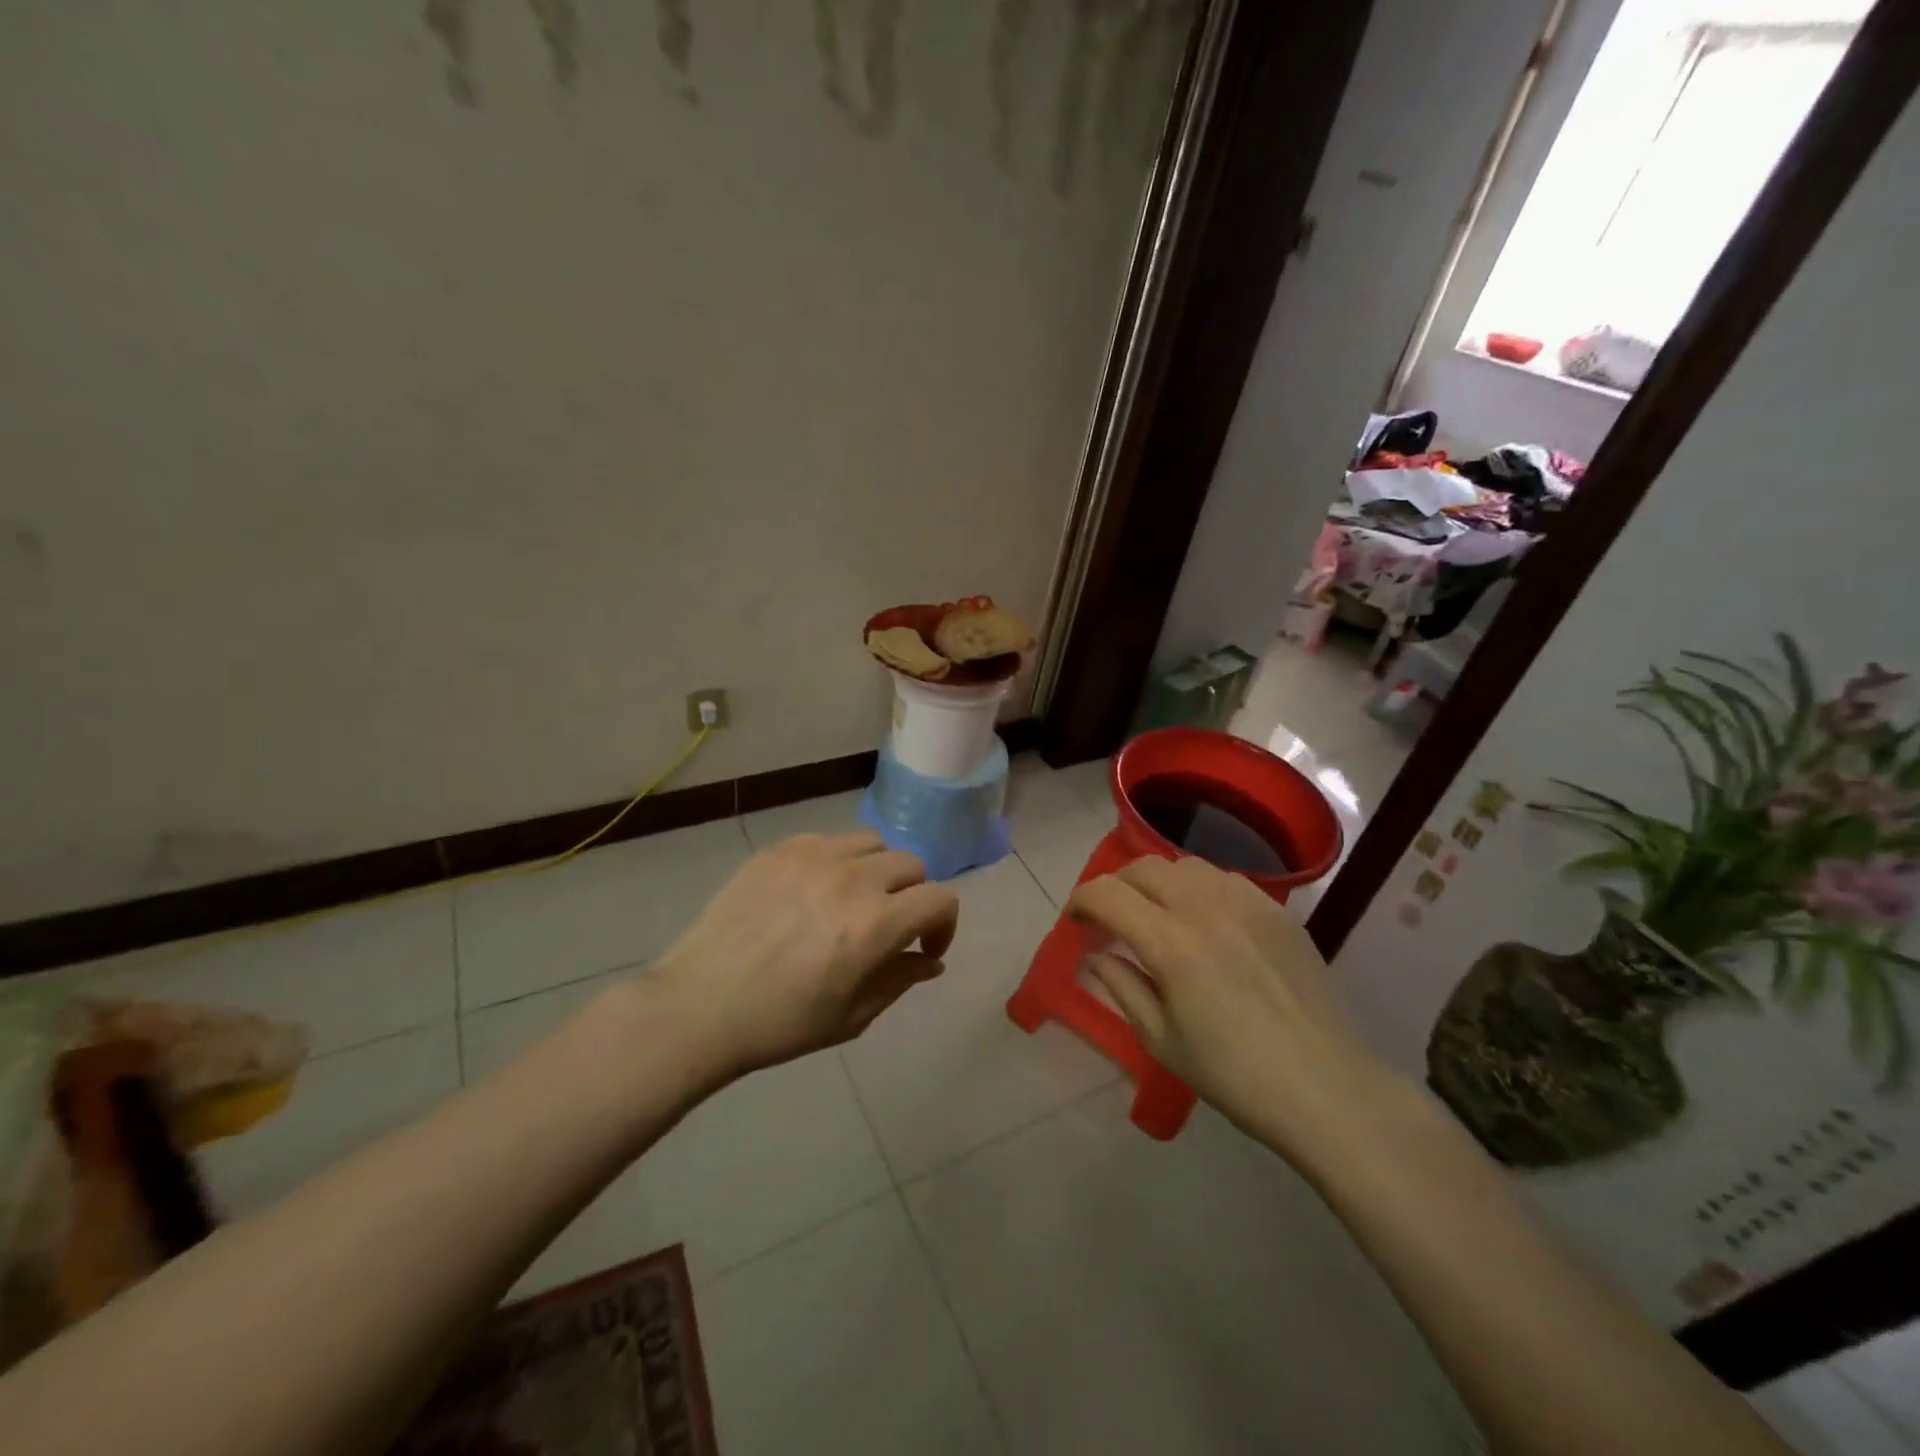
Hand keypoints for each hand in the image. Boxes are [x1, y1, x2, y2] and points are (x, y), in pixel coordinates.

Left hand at [652, 832, 959, 1077]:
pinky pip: (827, 840)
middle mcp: (854, 878)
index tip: (924, 948)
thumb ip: (900, 981)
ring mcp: (814, 856)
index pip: (940, 899)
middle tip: (889, 926)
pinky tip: (811, 891)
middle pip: (911, 864)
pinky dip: (835, 861)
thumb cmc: (781, 1023)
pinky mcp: (780, 850)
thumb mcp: (852, 1017)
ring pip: (872, 843)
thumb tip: (930, 961)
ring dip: (877, 871)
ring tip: (852, 900)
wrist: (699, 1006)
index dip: (944, 925)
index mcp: (877, 923)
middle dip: (913, 896)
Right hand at [1068, 855, 1400, 1166]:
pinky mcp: (1277, 909)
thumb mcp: (1161, 1040)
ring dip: (1157, 883)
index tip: (1075, 922)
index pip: (1106, 894)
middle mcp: (1204, 906)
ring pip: (1184, 865)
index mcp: (1169, 942)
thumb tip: (1098, 955)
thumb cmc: (1234, 1075)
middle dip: (1116, 887)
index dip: (1080, 901)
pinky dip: (1199, 890)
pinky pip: (1224, 879)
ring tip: (1158, 916)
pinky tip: (1206, 923)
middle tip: (1112, 920)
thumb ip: (1122, 987)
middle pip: (1143, 868)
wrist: (1325, 1087)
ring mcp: (1246, 902)